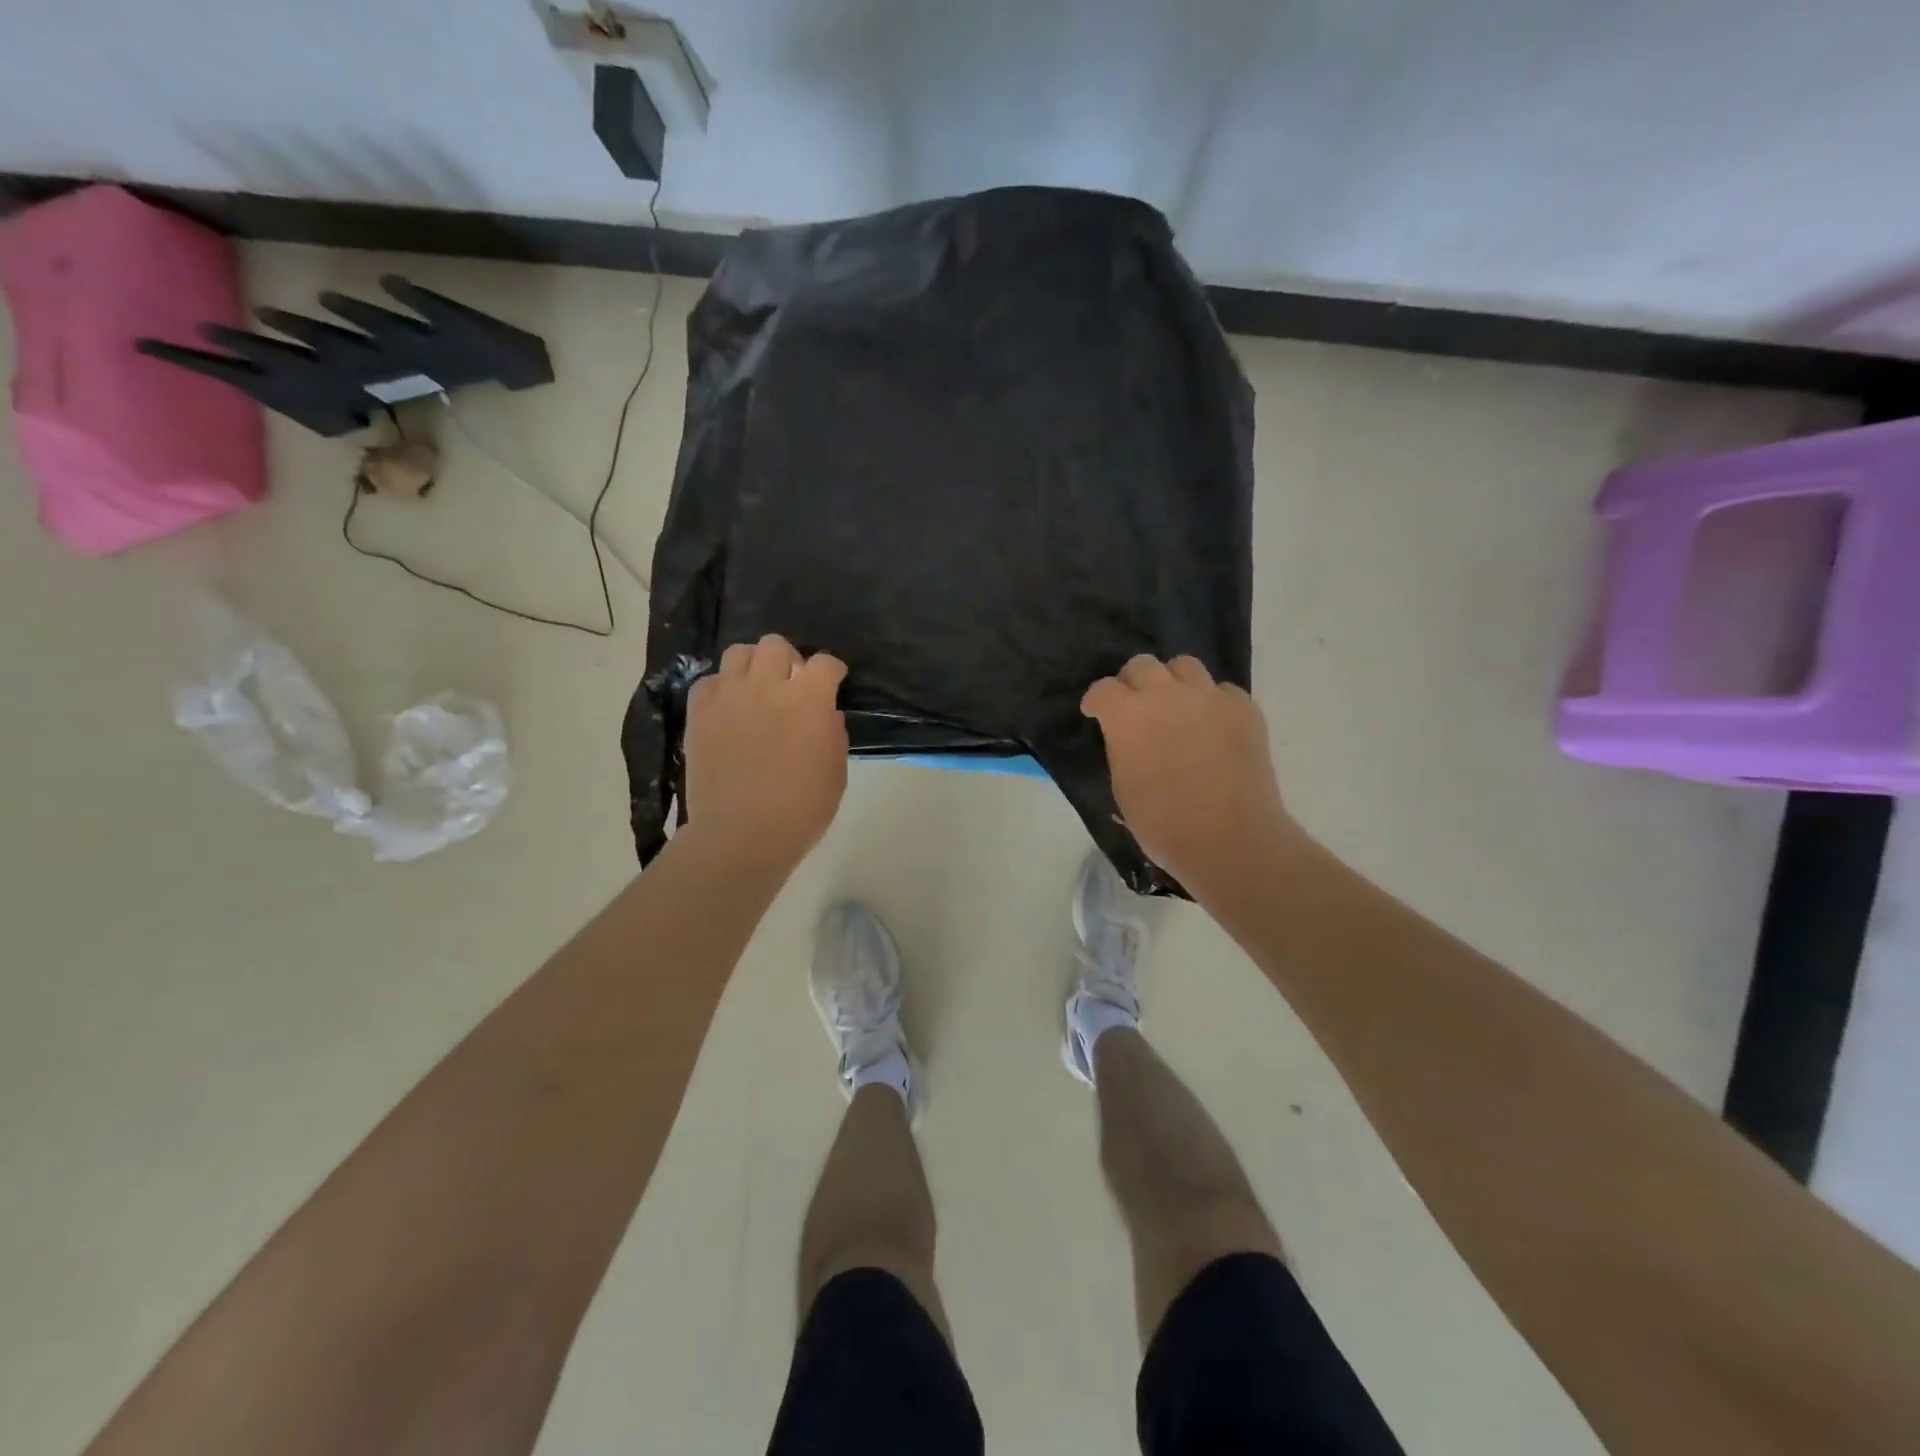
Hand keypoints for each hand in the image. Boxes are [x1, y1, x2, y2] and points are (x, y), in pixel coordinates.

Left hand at [684, 634, 848, 870]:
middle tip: (791, 685)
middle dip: (789, 659)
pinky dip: (721, 688)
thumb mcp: (836, 774)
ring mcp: (729, 697)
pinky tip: (728, 708)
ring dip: (753, 665)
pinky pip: (709, 681)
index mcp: (808, 701)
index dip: (832, 670)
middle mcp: (767, 687)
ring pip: (739, 652)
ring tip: (756, 689)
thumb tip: (825, 715)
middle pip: (776, 645)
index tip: (833, 682)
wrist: (741, 835)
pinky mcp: (700, 713)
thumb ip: (833, 735)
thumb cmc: (800, 810)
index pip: (825, 663)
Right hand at [1081, 655, 1296, 892]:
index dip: (1096, 702)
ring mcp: (1209, 697)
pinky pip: (1222, 691)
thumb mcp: (1123, 787)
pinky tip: (1212, 727)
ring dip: (1173, 682)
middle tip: (1135, 707)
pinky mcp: (1244, 708)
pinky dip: (1212, 703)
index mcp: (1127, 715)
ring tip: (1176, 707)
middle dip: (1132, 683)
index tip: (1096, 715)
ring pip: (1185, 666)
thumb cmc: (1163, 824)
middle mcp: (1166, 694)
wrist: (1230, 839)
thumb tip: (1127, 738)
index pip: (1103, 689)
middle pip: (1142, 665)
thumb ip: (1121, 749)